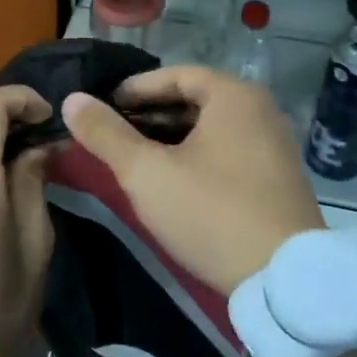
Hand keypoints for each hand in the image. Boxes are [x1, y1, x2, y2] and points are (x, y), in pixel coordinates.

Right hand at [62, 67, 324, 294]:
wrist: (285, 281)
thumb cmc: (211, 212)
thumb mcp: (147, 173)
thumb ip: (106, 134)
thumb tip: (72, 100)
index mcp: (234, 95)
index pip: (175, 74)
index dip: (134, 88)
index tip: (102, 106)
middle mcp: (261, 110)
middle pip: (194, 99)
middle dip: (150, 114)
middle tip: (113, 133)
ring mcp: (274, 145)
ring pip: (211, 128)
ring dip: (171, 137)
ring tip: (135, 157)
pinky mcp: (278, 178)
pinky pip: (228, 150)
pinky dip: (196, 155)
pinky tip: (173, 180)